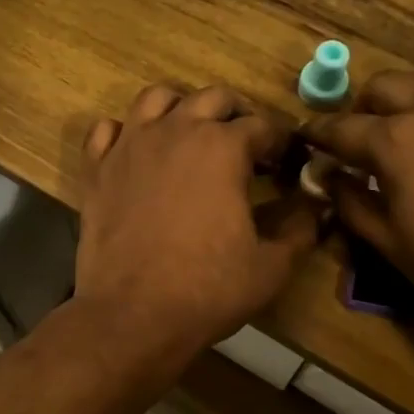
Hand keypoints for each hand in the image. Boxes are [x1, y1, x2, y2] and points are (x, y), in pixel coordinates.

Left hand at [75, 84, 319, 362]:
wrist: (133, 315)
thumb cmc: (208, 290)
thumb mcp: (272, 265)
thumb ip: (301, 227)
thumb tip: (317, 204)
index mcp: (223, 148)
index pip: (262, 126)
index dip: (279, 143)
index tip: (283, 164)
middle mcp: (176, 131)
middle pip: (211, 98)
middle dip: (235, 115)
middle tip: (244, 147)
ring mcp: (130, 146)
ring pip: (156, 99)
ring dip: (180, 109)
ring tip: (190, 136)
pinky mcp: (96, 169)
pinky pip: (107, 130)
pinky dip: (125, 133)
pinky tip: (137, 154)